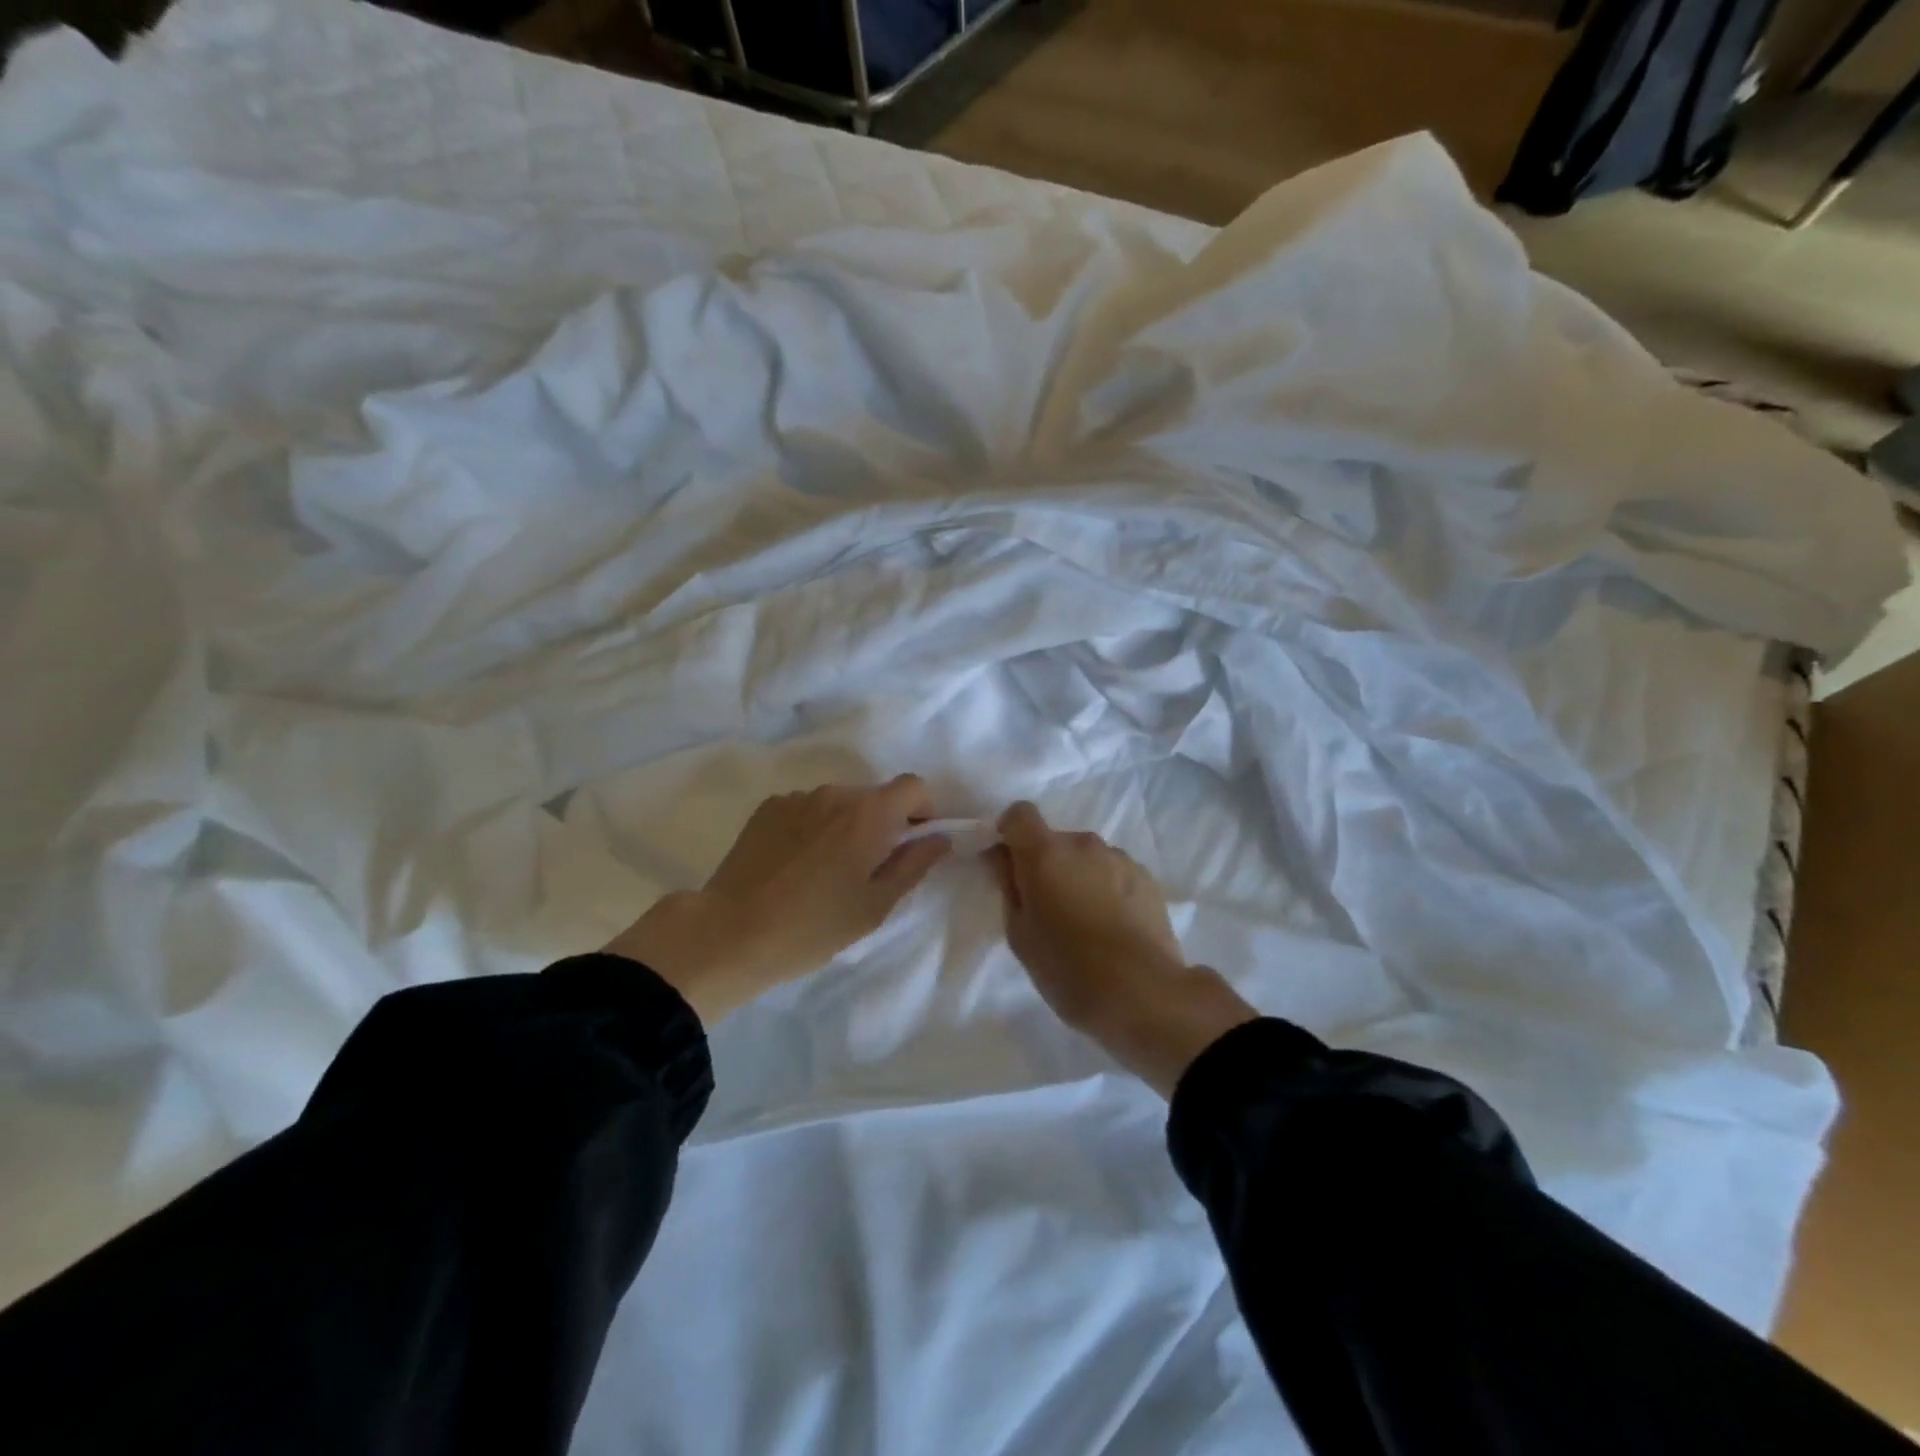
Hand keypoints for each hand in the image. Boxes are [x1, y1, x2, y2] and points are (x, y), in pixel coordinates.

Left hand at [605, 776, 951, 1023]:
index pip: (913, 786)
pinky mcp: (767, 809)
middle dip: (882, 824)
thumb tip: (940, 838)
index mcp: (867, 814)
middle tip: (867, 869)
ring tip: (825, 871)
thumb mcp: (874, 906)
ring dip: (845, 826)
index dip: (923, 811)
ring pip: (839, 803)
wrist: (730, 933)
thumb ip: (914, 865)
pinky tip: (795, 866)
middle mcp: (834, 793)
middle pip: (874, 796)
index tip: (912, 844)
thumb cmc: (813, 926)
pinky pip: (807, 809)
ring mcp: (796, 798)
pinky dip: (813, 828)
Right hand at [988, 802, 1256, 1096]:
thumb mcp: (1020, 934)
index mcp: (1045, 853)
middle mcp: (1083, 844)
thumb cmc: (1067, 968)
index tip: (1009, 862)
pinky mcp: (1147, 878)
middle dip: (1047, 864)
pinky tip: (1113, 927)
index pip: (1019, 814)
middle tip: (1048, 908)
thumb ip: (1009, 886)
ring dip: (1080, 876)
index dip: (1010, 832)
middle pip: (1055, 840)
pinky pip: (1114, 872)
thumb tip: (1003, 858)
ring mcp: (1119, 858)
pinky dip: (1107, 888)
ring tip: (1086, 922)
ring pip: (1087, 857)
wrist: (1142, 993)